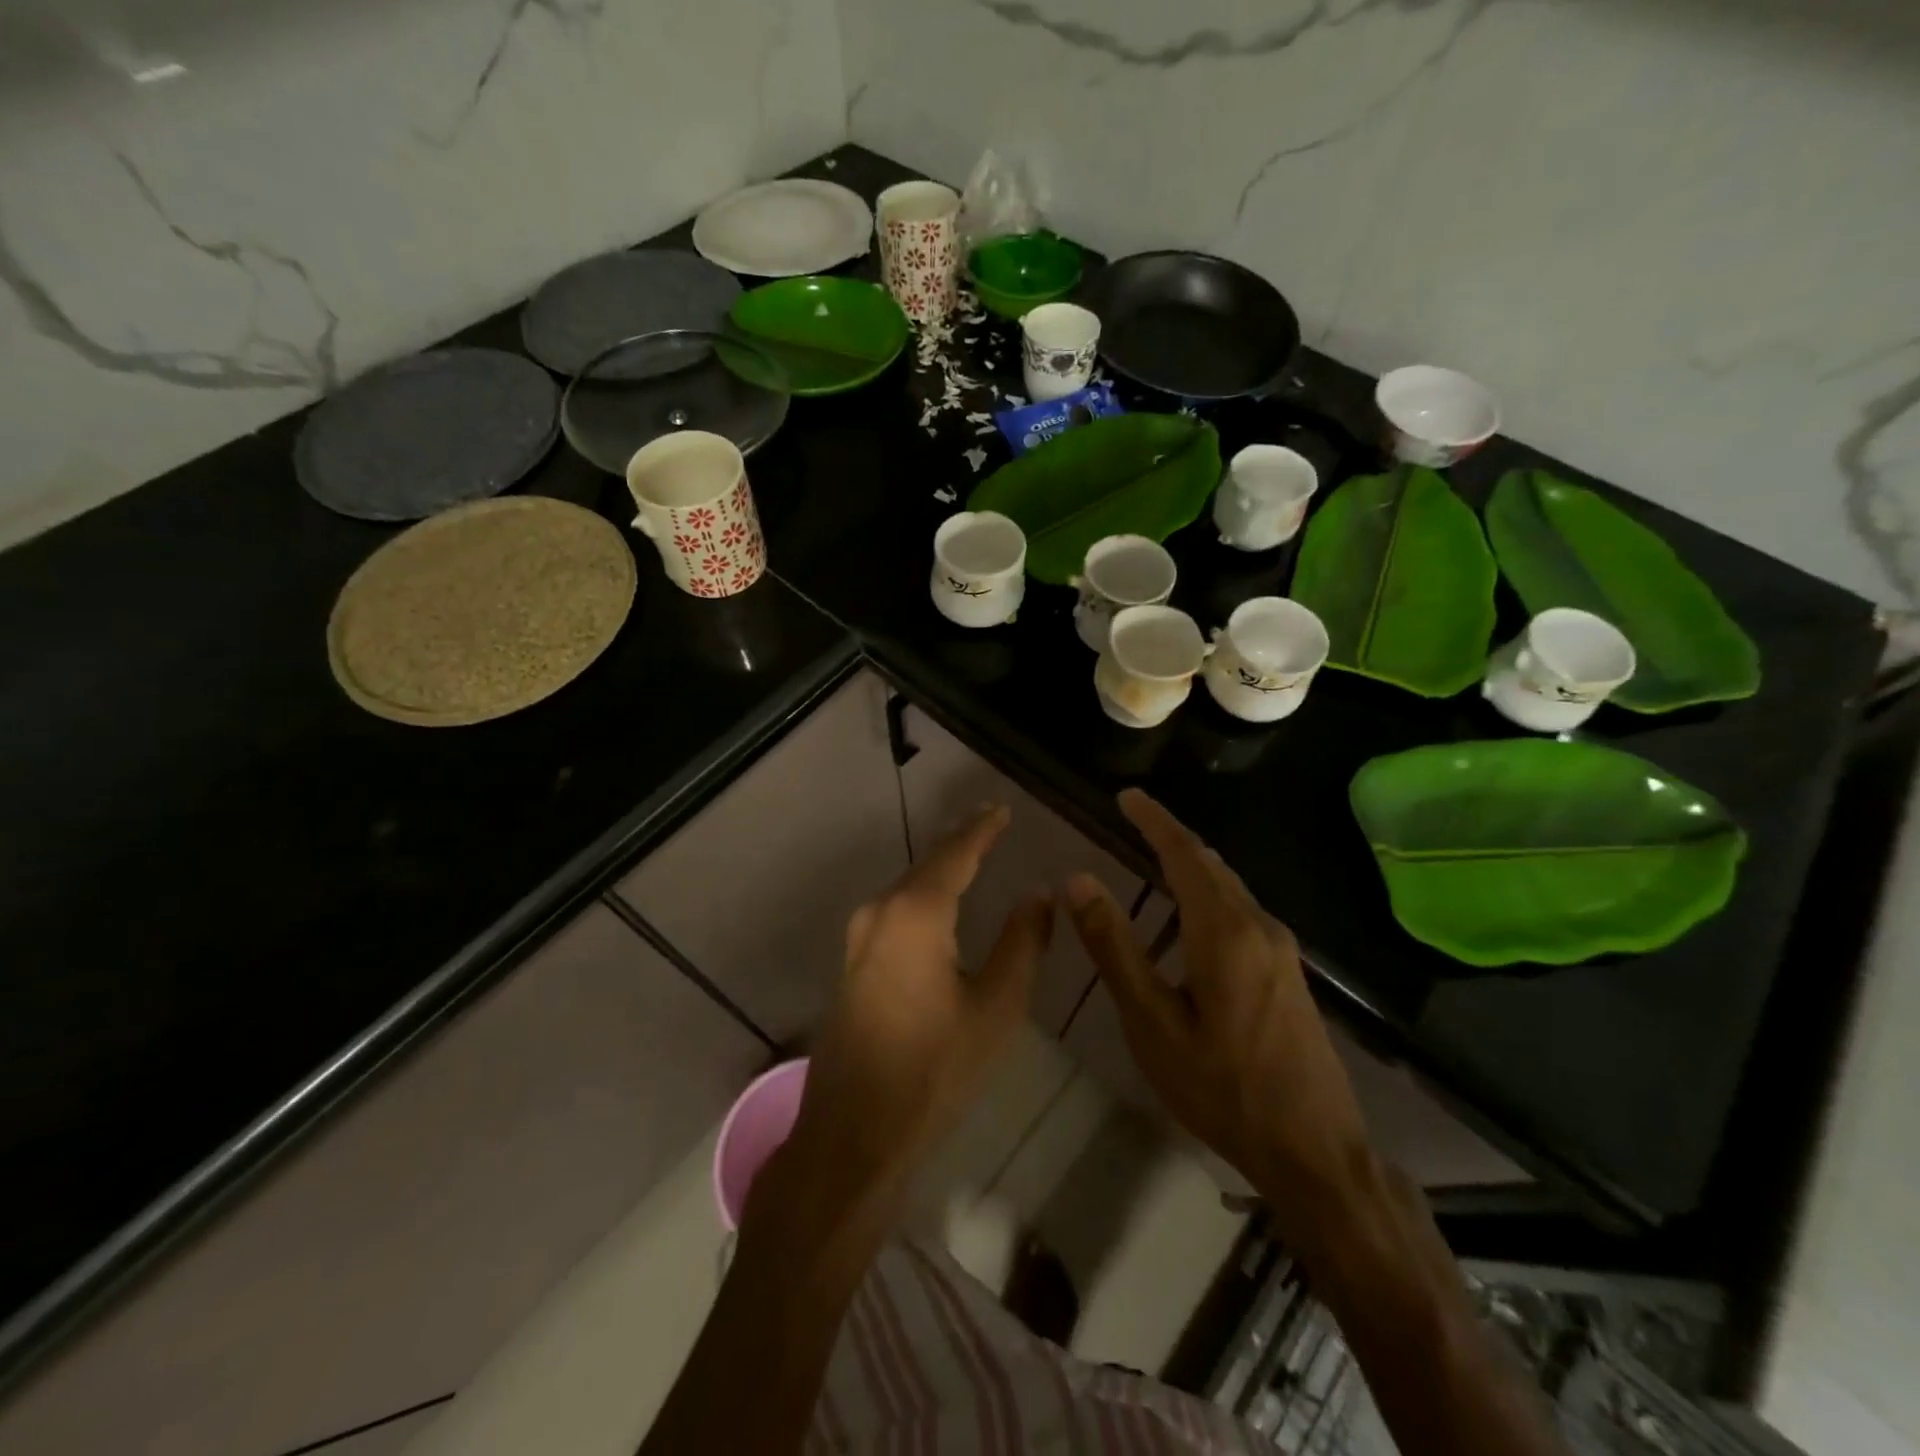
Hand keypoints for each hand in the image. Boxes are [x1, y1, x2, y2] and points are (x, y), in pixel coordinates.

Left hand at [752, 805, 1053, 1244]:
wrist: (853, 1132)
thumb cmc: (933, 1069)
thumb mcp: (995, 1008)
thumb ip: (1022, 943)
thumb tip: (1037, 894)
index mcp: (916, 914)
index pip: (955, 855)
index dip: (981, 830)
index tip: (1001, 809)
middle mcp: (880, 913)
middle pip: (927, 865)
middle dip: (960, 843)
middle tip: (990, 823)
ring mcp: (859, 938)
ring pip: (907, 888)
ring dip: (939, 869)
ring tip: (970, 854)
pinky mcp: (852, 963)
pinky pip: (894, 913)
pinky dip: (922, 895)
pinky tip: (938, 903)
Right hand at [1064, 789, 1372, 1252]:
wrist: (1316, 1153)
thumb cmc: (1223, 1089)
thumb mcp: (1153, 1023)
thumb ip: (1114, 948)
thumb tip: (1078, 882)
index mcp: (1224, 931)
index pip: (1184, 855)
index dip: (1155, 821)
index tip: (1127, 796)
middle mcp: (1259, 927)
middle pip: (1210, 865)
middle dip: (1171, 837)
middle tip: (1133, 819)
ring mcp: (1280, 950)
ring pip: (1229, 888)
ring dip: (1191, 866)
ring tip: (1153, 857)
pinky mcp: (1287, 973)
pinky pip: (1241, 912)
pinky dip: (1208, 894)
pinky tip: (1190, 918)